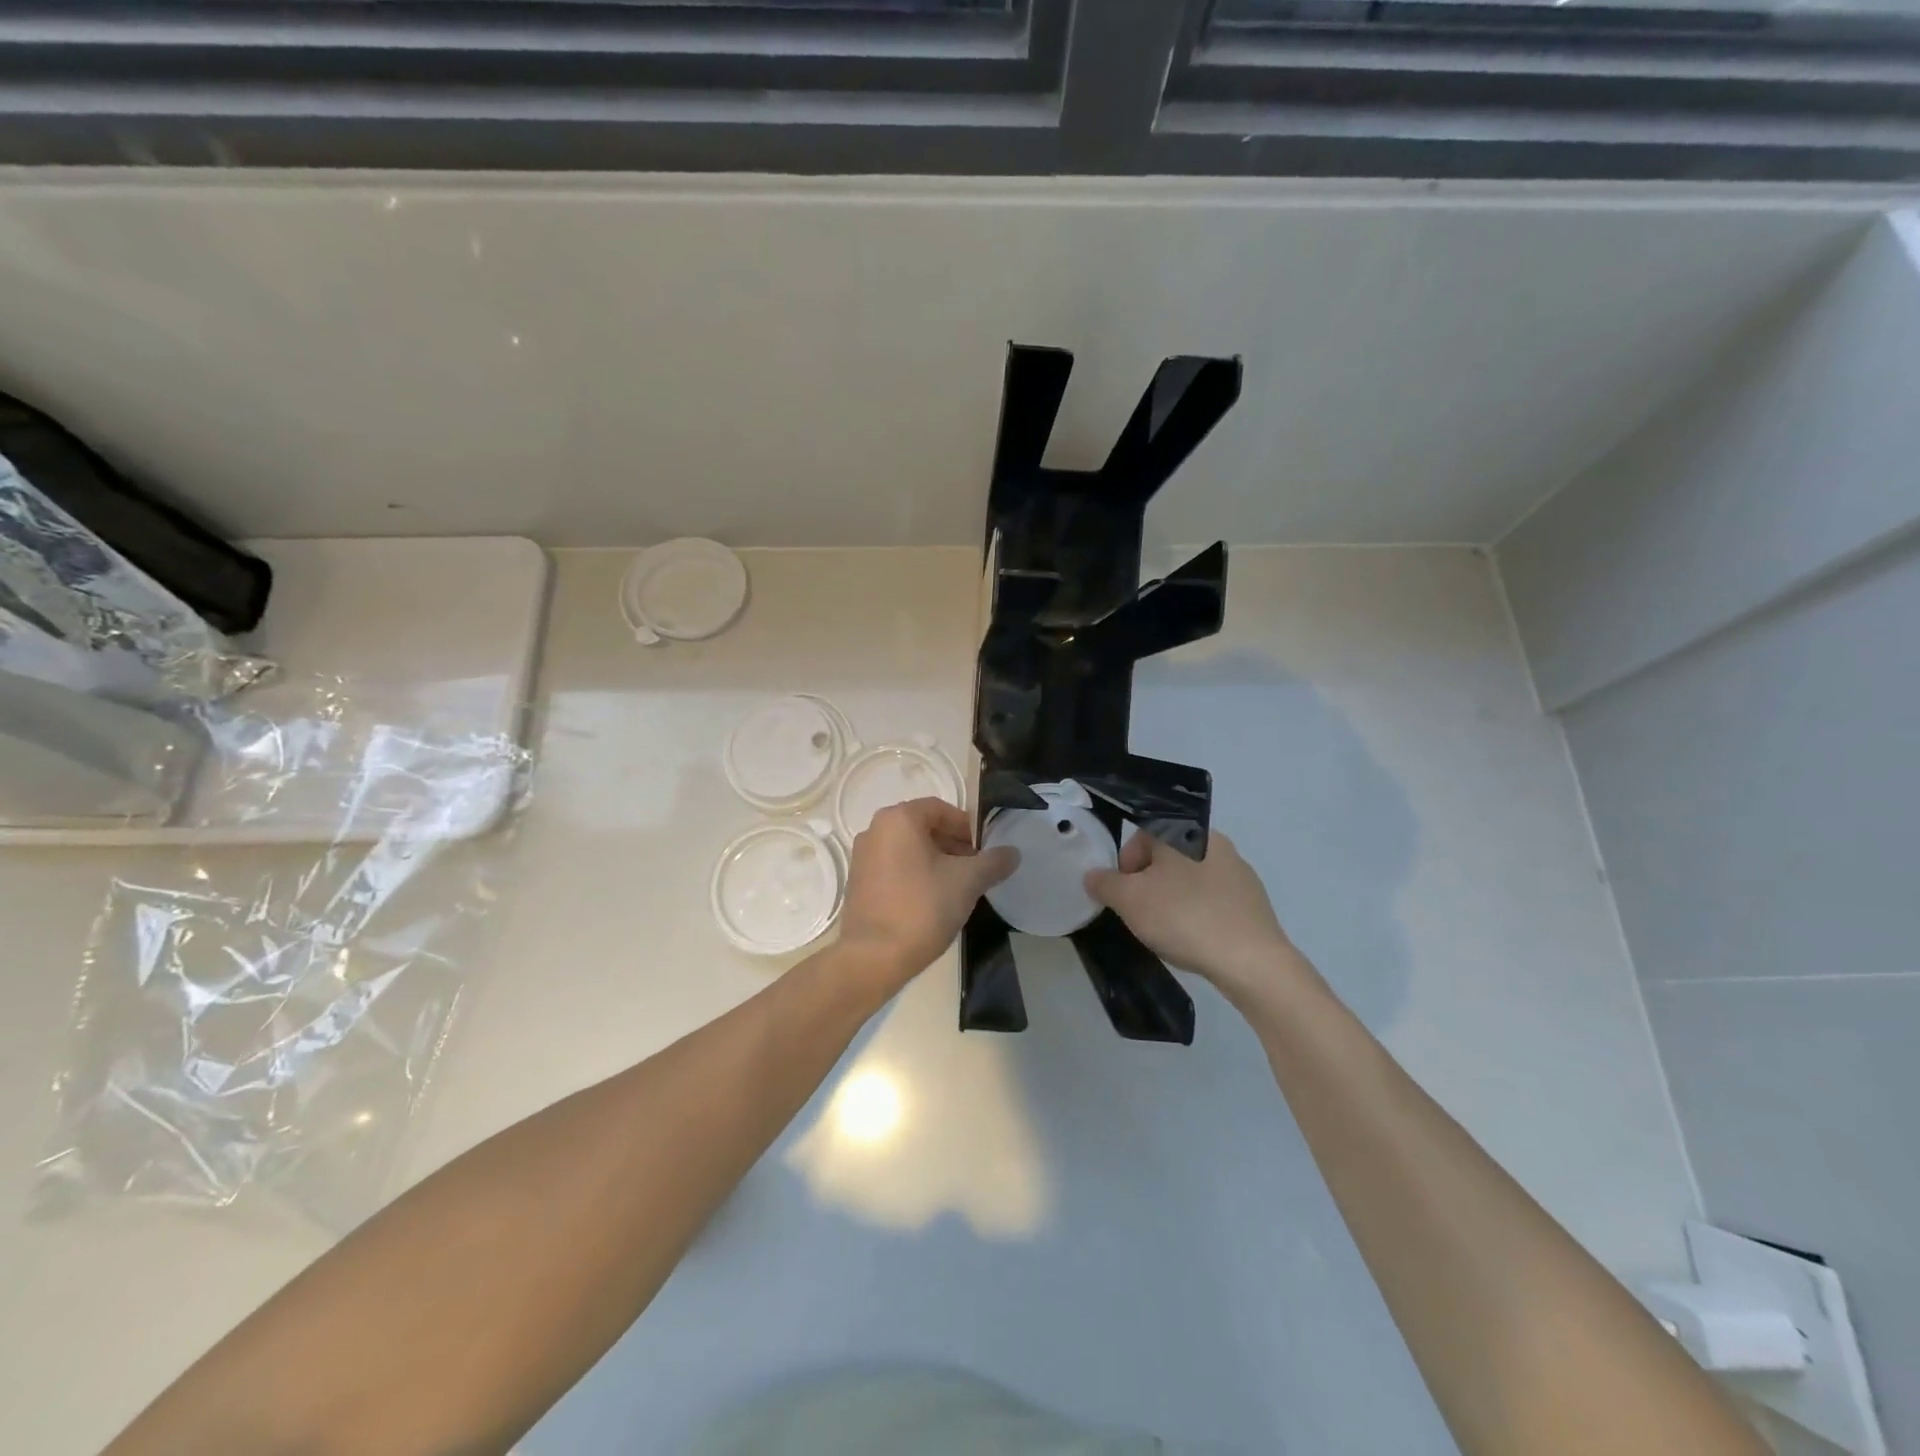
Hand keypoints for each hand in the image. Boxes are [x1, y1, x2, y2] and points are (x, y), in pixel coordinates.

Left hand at [837, 798, 1017, 988]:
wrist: (873, 957)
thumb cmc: (922, 908)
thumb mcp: (967, 882)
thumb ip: (993, 862)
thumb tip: (1012, 853)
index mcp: (898, 819)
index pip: (940, 809)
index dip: (967, 827)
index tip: (984, 851)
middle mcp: (875, 830)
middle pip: (923, 827)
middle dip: (952, 845)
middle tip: (975, 870)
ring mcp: (862, 858)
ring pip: (908, 849)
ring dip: (935, 861)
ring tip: (957, 888)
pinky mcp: (857, 884)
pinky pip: (893, 868)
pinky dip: (915, 875)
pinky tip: (931, 902)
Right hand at [1085, 829, 1300, 1001]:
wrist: (1251, 960)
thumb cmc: (1183, 918)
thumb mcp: (1129, 900)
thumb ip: (1104, 883)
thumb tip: (1093, 875)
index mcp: (1183, 831)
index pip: (1141, 837)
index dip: (1125, 867)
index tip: (1124, 896)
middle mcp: (1213, 841)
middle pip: (1165, 858)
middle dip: (1148, 884)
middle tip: (1142, 915)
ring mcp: (1238, 869)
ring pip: (1189, 878)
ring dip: (1173, 898)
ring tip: (1170, 930)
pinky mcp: (1254, 897)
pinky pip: (1213, 898)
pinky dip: (1199, 912)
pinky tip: (1197, 937)